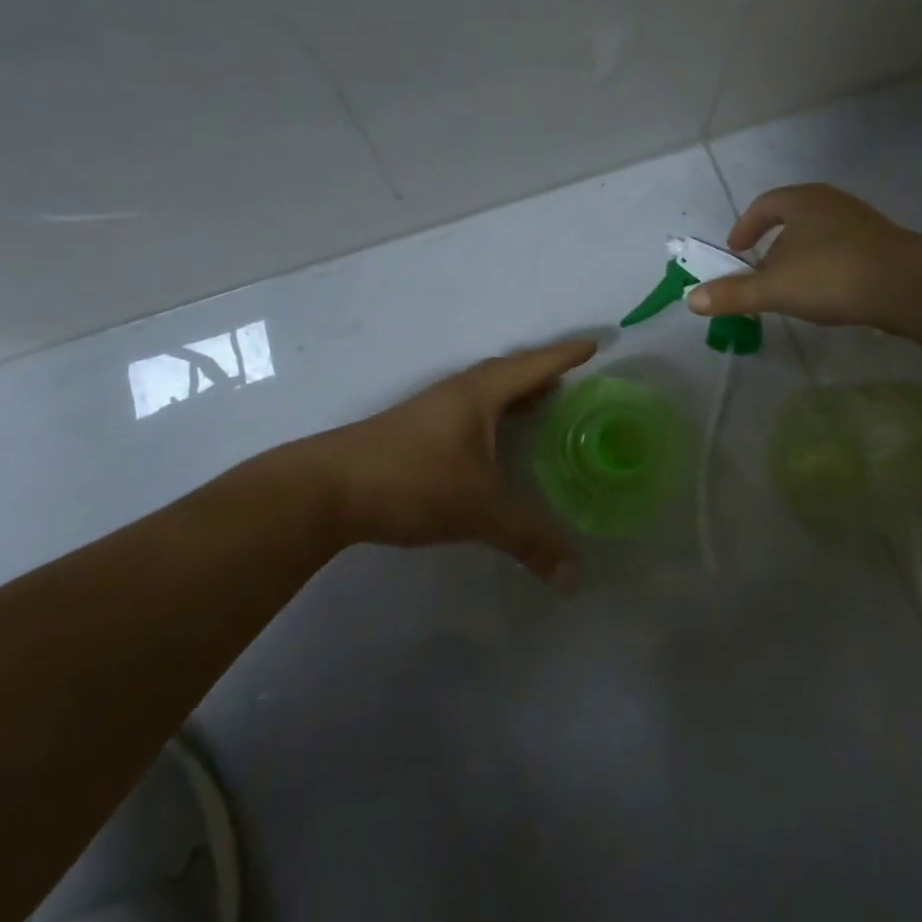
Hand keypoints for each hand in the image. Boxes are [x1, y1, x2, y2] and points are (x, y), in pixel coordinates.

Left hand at [313, 338, 596, 584]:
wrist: (328, 489)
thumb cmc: (413, 481)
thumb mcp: (479, 510)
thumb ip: (528, 539)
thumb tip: (574, 577)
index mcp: (479, 394)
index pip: (533, 366)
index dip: (565, 356)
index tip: (594, 344)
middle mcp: (457, 393)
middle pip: (508, 372)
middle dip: (541, 372)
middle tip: (571, 380)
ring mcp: (431, 410)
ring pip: (484, 392)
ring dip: (514, 393)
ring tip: (540, 405)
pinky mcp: (414, 430)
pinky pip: (468, 410)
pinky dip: (492, 415)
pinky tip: (492, 442)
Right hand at [686, 183, 920, 327]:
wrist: (909, 286)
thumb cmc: (831, 275)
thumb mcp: (773, 288)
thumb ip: (733, 293)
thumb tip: (691, 300)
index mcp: (803, 201)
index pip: (765, 205)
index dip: (745, 226)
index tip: (735, 250)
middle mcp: (832, 203)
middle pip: (793, 219)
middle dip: (773, 245)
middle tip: (760, 271)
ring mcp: (863, 223)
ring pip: (820, 236)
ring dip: (801, 258)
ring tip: (791, 286)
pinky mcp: (885, 246)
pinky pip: (843, 251)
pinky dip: (826, 268)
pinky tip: (827, 294)